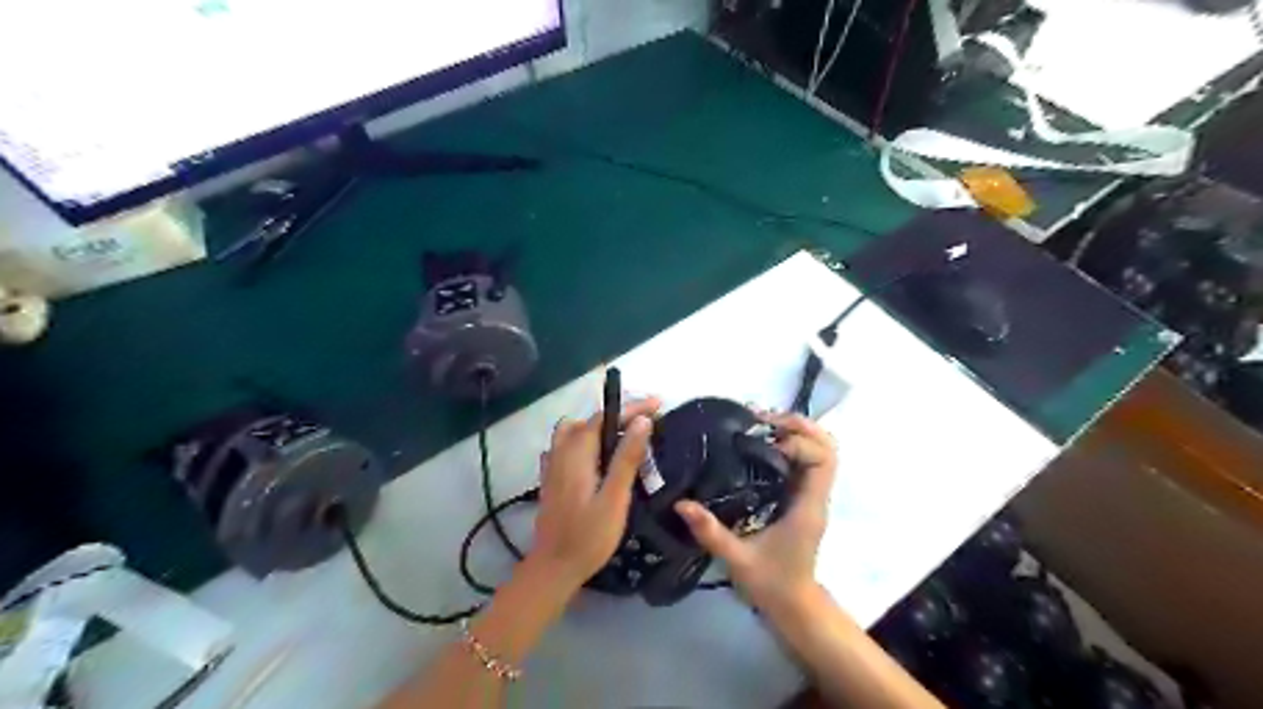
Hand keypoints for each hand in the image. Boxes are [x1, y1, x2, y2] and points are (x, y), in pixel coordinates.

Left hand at [527, 398, 660, 592]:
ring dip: (599, 427)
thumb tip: (642, 420)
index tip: (658, 404)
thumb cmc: (588, 537)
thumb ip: (627, 458)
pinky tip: (598, 457)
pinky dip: (585, 441)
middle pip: (590, 420)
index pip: (605, 417)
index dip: (632, 407)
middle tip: (647, 420)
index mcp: (577, 453)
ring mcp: (553, 465)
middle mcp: (561, 452)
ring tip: (624, 436)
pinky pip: (567, 446)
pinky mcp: (552, 478)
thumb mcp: (614, 498)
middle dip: (619, 414)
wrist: (554, 568)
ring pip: (575, 431)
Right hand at [670, 412, 836, 611]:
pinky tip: (760, 444)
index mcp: (808, 508)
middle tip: (762, 419)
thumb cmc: (771, 584)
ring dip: (796, 432)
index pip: (822, 460)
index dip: (798, 443)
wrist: (794, 606)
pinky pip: (806, 461)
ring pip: (820, 451)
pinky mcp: (803, 497)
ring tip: (760, 425)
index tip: (765, 441)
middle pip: (827, 447)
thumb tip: (682, 504)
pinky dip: (790, 445)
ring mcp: (812, 496)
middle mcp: (816, 496)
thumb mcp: (737, 560)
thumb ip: (711, 533)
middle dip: (799, 426)